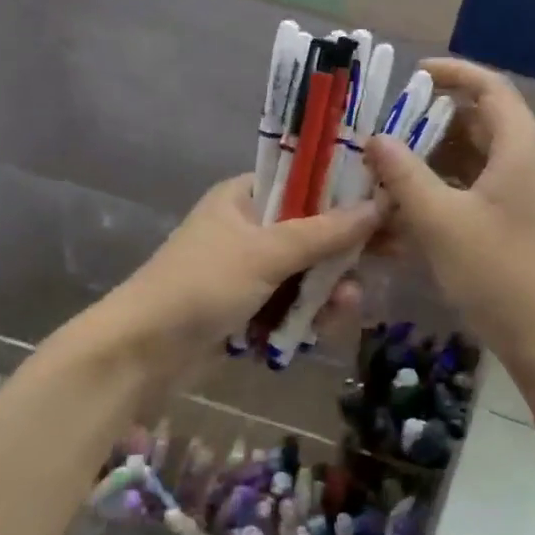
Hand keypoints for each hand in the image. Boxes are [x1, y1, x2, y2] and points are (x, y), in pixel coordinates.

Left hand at [99, 174, 379, 375]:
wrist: (142, 353)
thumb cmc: (201, 285)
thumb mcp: (265, 253)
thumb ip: (324, 232)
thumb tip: (379, 205)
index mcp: (246, 196)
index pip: (307, 181)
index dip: (348, 192)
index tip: (388, 204)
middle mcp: (250, 227)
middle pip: (314, 229)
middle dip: (346, 250)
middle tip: (392, 255)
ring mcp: (251, 270)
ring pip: (309, 271)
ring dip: (331, 288)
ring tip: (347, 305)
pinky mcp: (251, 307)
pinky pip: (293, 302)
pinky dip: (310, 312)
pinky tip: (326, 325)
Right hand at [363, 58, 534, 362]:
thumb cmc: (498, 272)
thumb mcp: (440, 221)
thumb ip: (404, 175)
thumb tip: (376, 138)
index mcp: (520, 146)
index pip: (489, 86)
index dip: (452, 72)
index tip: (412, 74)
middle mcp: (529, 161)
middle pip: (481, 120)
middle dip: (433, 119)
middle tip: (388, 126)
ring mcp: (527, 193)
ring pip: (478, 157)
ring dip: (436, 156)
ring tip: (391, 165)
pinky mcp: (520, 221)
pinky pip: (480, 187)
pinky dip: (448, 187)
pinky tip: (412, 206)